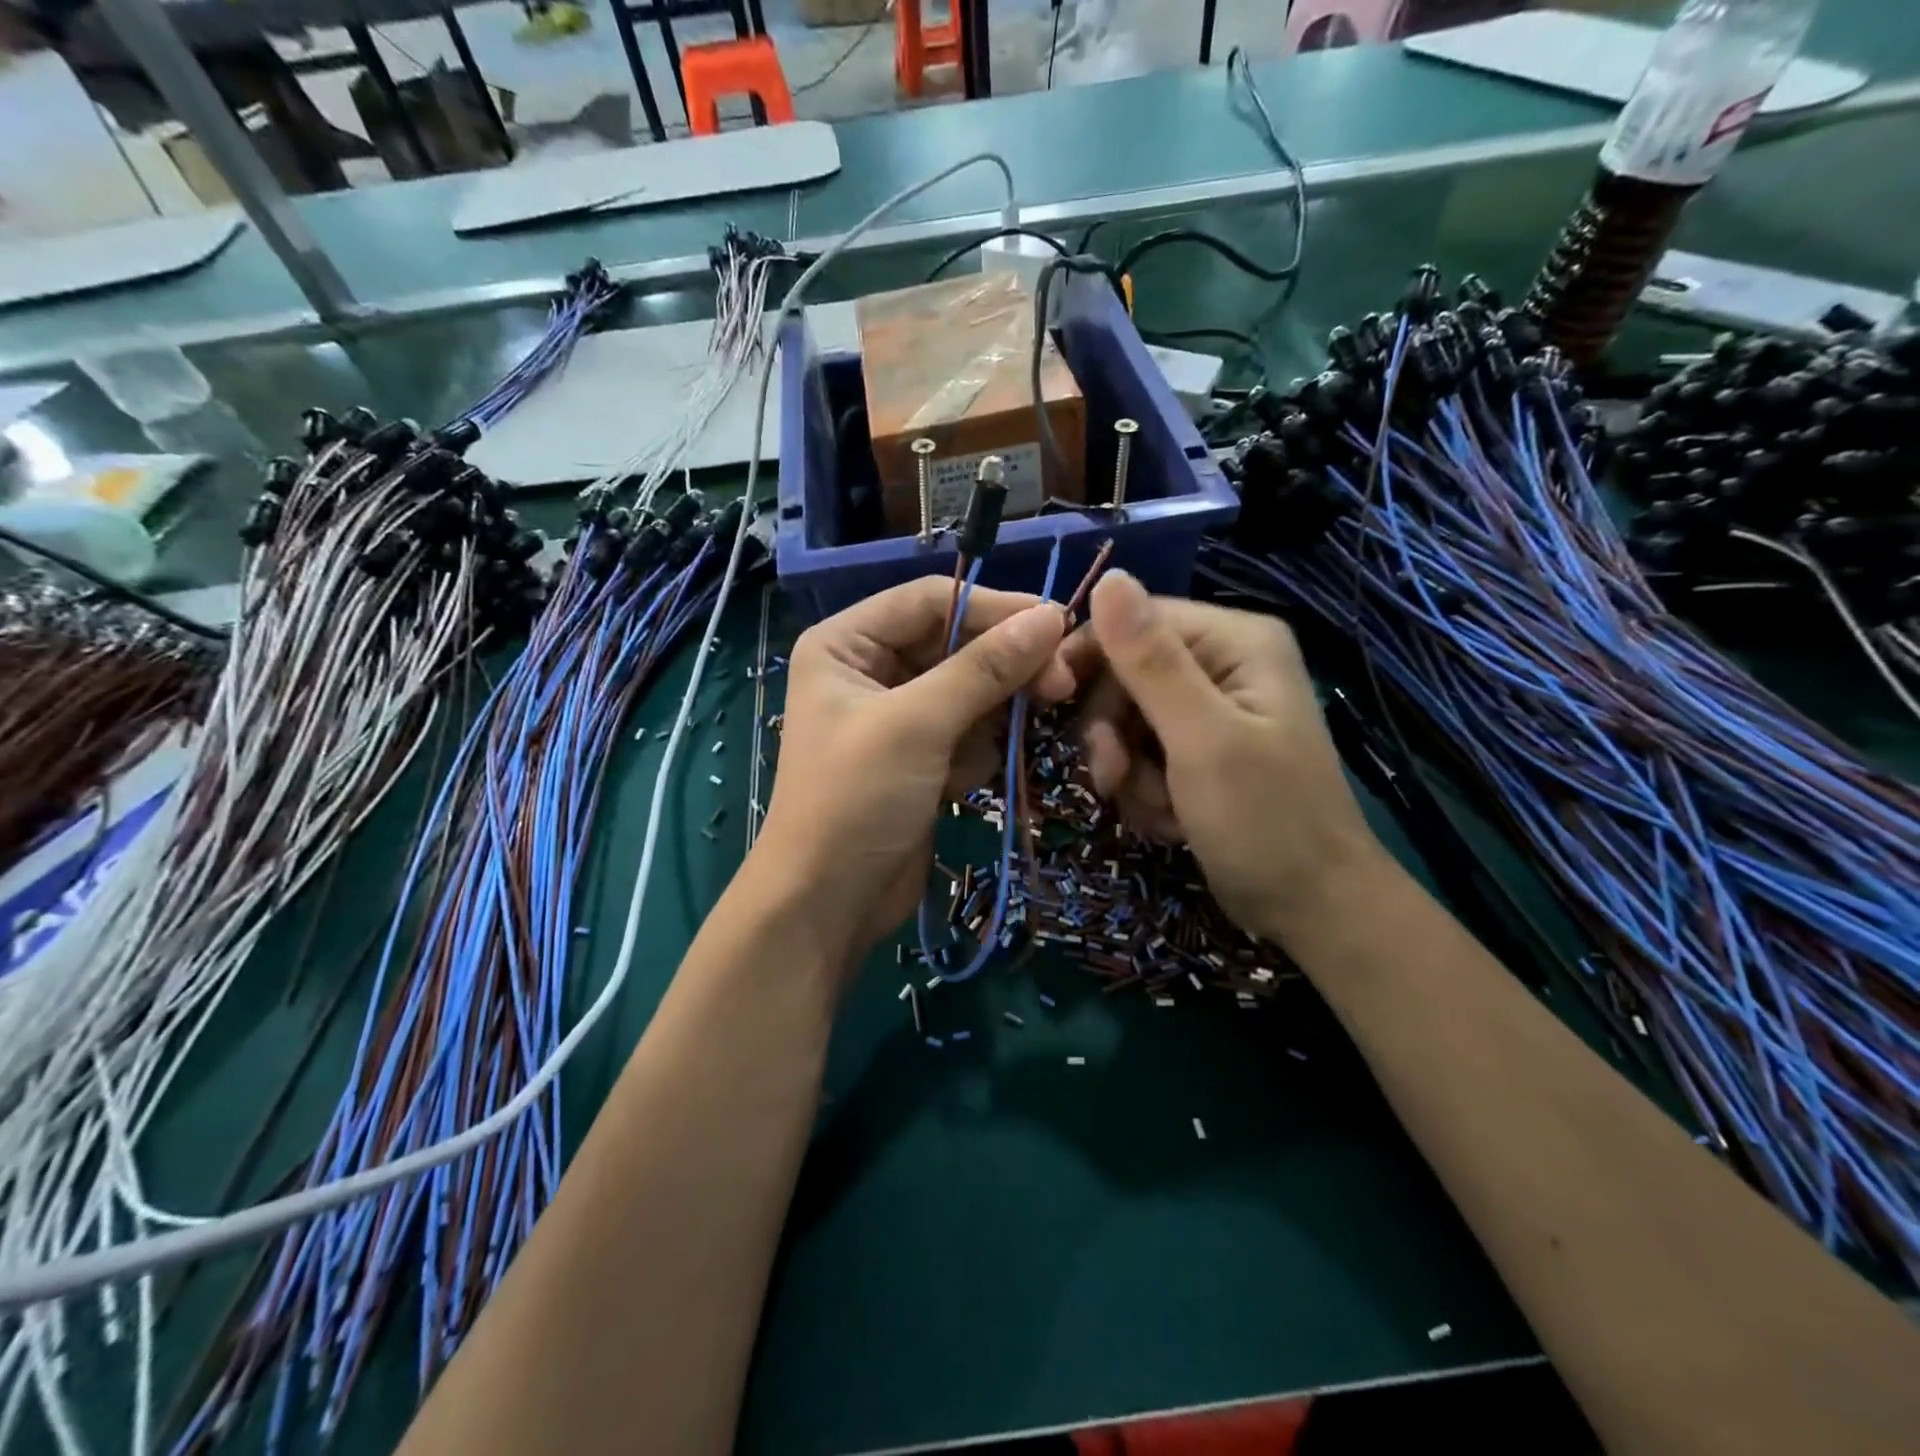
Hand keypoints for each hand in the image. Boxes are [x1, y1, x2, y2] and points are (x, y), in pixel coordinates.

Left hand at [752, 576, 1074, 970]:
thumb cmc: (855, 800)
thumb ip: (984, 668)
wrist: (828, 904)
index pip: (931, 600)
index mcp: (846, 643)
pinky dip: (976, 752)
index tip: (1056, 624)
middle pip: (956, 643)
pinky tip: (961, 785)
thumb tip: (1050, 617)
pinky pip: (968, 730)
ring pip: (970, 689)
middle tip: (1060, 685)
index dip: (994, 608)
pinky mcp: (921, 756)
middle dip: (1002, 668)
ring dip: (991, 716)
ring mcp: (898, 715)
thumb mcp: (918, 725)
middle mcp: (870, 669)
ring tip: (985, 753)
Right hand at [1063, 570, 1382, 946]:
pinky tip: (1170, 820)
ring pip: (1126, 720)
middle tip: (1114, 779)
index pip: (1135, 620)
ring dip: (1127, 770)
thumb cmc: (1265, 822)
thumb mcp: (1202, 740)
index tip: (1052, 704)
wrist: (1314, 910)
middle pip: (1125, 673)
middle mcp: (1222, 665)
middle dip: (1112, 731)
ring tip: (1156, 810)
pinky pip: (1142, 754)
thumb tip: (1109, 577)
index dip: (1089, 657)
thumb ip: (1151, 662)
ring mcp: (1210, 711)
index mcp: (1234, 641)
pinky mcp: (1199, 752)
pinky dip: (1144, 789)